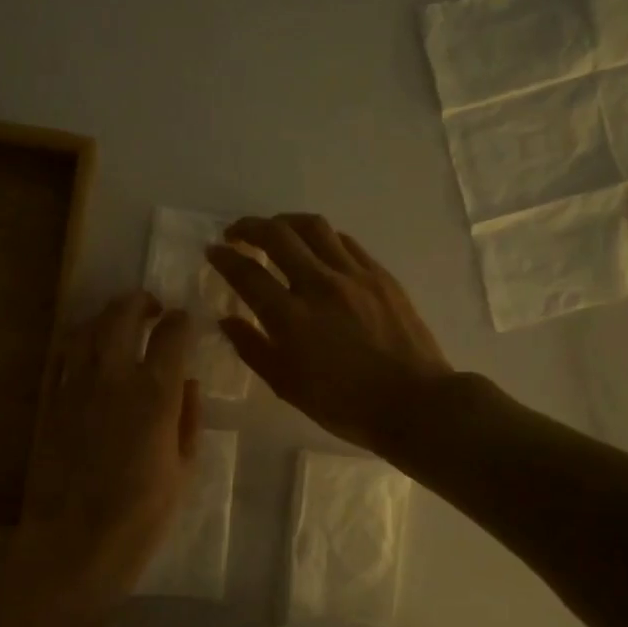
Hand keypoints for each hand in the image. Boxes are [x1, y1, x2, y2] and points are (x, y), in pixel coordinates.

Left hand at [14, 292, 200, 588]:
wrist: (74, 541)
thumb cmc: (141, 515)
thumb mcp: (183, 469)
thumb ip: (188, 419)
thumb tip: (188, 384)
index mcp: (155, 393)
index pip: (172, 334)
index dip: (181, 321)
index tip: (185, 321)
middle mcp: (113, 376)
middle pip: (122, 315)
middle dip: (140, 302)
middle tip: (151, 307)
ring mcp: (75, 385)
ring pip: (87, 328)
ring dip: (106, 316)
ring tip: (118, 321)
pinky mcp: (49, 401)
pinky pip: (61, 356)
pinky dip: (77, 342)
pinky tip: (85, 348)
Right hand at [208, 214, 451, 452]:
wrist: (414, 403)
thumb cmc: (344, 404)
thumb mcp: (287, 386)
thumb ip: (252, 348)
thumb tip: (227, 320)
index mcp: (291, 317)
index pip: (247, 273)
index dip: (224, 258)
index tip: (213, 251)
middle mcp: (319, 285)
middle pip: (277, 236)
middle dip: (249, 227)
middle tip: (236, 234)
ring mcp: (353, 275)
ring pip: (313, 227)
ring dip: (285, 222)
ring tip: (274, 229)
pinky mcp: (379, 275)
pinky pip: (344, 241)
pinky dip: (321, 237)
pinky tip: (316, 247)